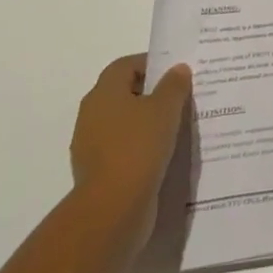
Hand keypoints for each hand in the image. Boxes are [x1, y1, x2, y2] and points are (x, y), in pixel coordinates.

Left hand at [69, 54, 191, 247]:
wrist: (113, 209)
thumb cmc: (139, 147)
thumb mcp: (166, 108)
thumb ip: (174, 84)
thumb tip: (177, 69)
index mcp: (103, 93)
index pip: (125, 65)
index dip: (150, 63)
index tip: (176, 71)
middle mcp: (91, 115)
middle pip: (123, 93)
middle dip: (151, 92)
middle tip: (181, 96)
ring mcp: (91, 146)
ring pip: (124, 123)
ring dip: (146, 122)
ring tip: (177, 125)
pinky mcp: (98, 173)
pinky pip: (123, 149)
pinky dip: (141, 147)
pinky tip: (164, 153)